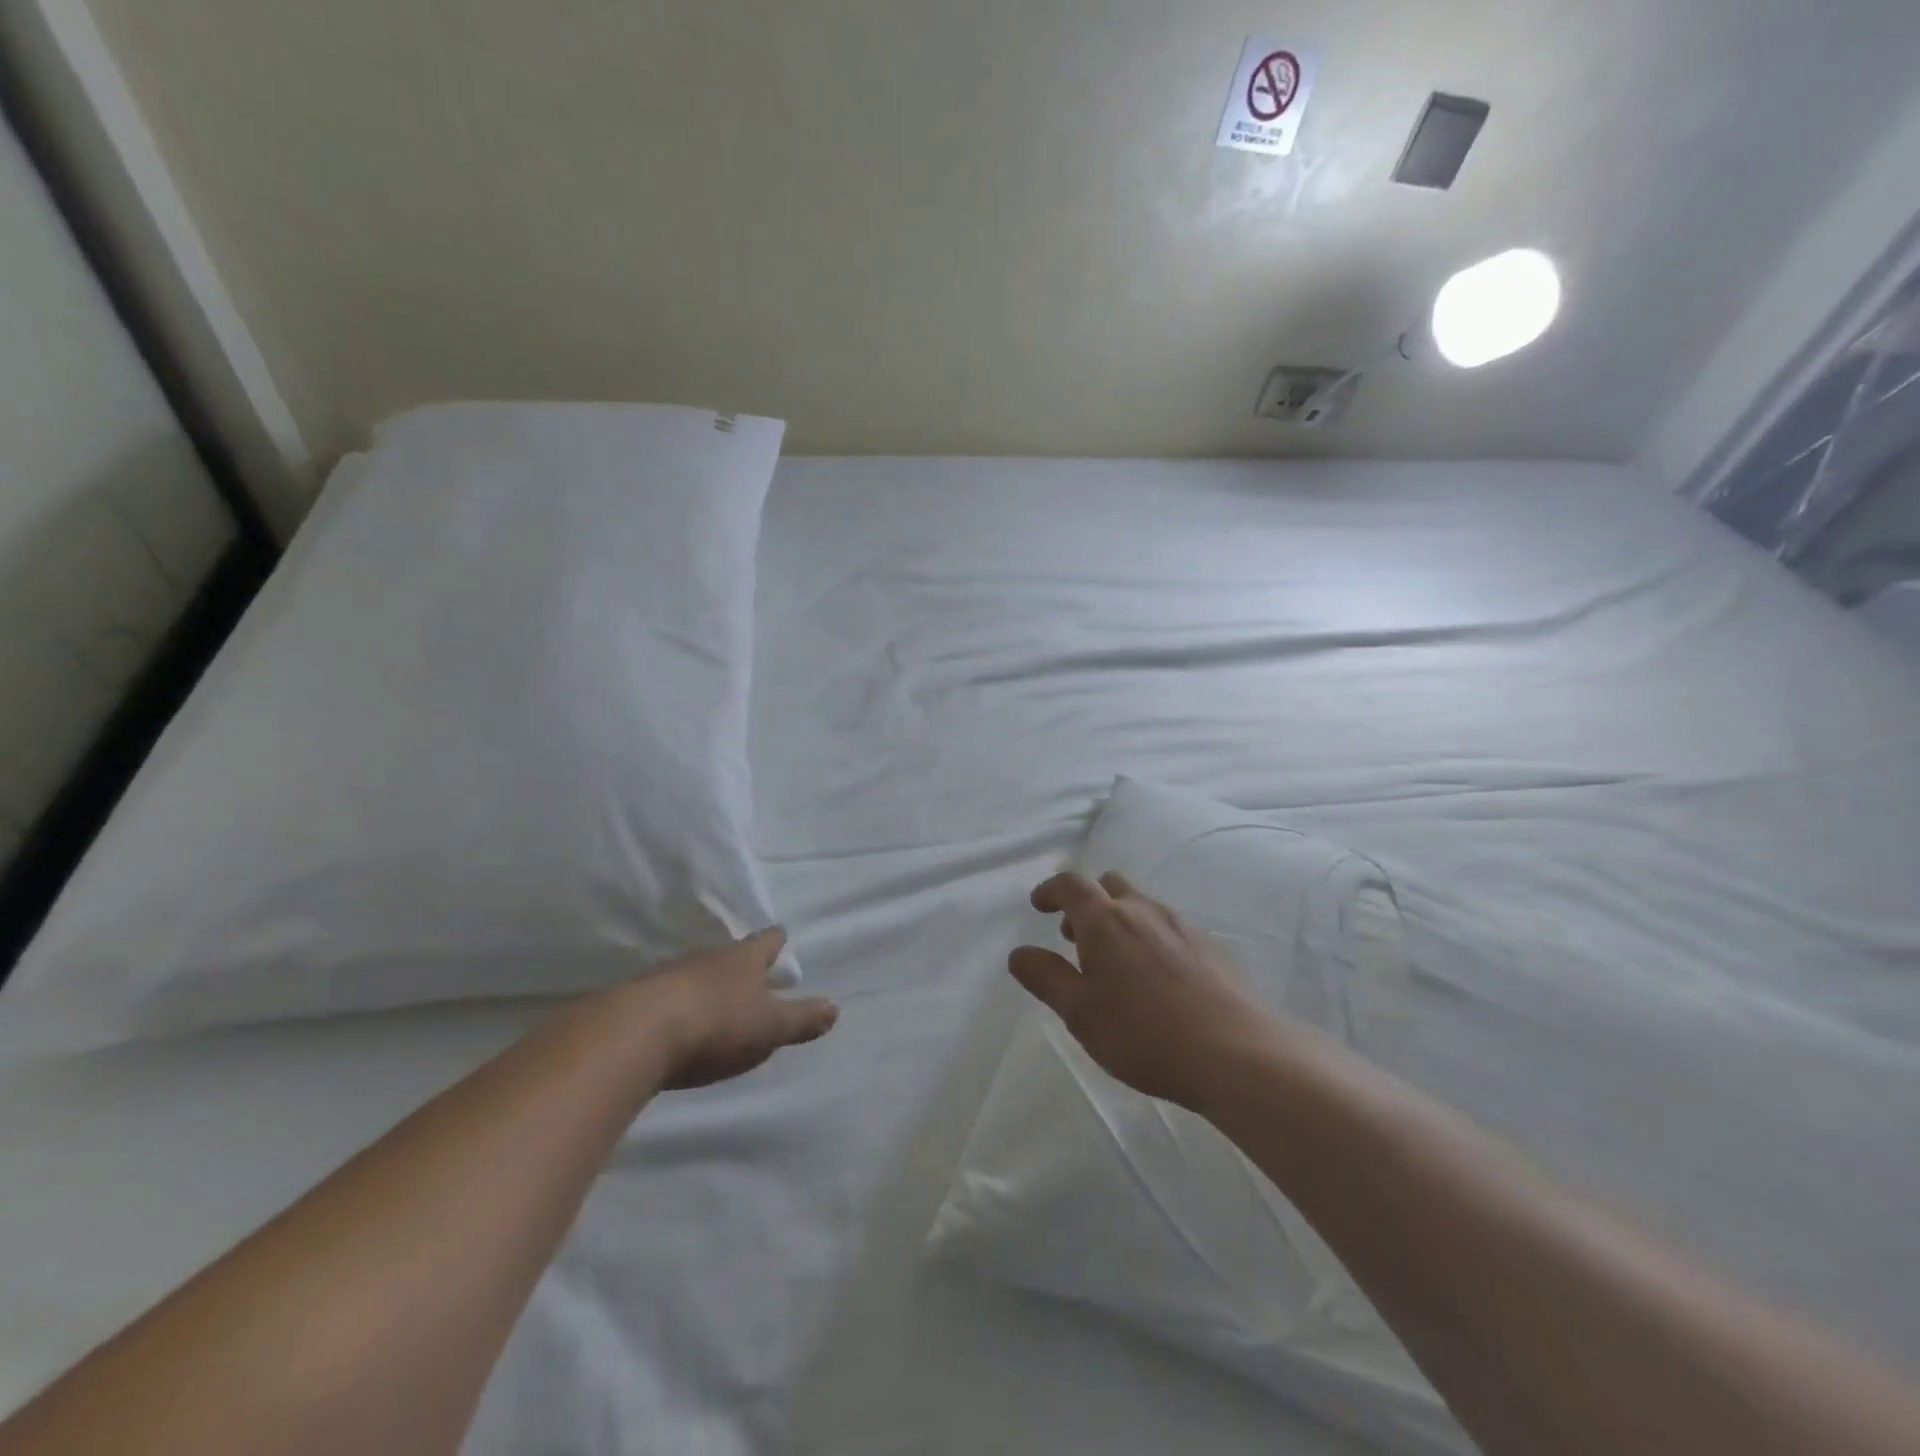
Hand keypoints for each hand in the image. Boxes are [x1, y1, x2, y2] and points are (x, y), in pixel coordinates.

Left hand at [638, 928, 838, 1089]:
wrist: (636, 1034)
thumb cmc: (717, 1023)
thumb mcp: (769, 1026)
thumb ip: (801, 1019)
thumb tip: (835, 1007)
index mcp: (743, 960)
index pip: (766, 941)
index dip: (775, 940)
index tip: (781, 936)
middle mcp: (707, 959)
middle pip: (729, 956)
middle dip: (740, 964)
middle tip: (750, 973)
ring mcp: (670, 976)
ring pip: (696, 974)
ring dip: (706, 985)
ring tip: (714, 999)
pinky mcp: (638, 1000)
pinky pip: (666, 997)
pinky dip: (676, 1005)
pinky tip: (676, 1022)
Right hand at [1009, 871, 1270, 1109]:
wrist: (1235, 1052)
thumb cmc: (1143, 1033)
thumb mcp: (1080, 1012)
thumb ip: (1046, 978)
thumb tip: (1019, 953)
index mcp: (1105, 920)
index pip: (1071, 885)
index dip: (1051, 890)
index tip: (1039, 904)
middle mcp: (1143, 910)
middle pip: (1109, 885)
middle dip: (1087, 903)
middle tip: (1074, 935)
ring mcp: (1181, 925)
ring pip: (1141, 905)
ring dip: (1119, 920)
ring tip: (1114, 961)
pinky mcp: (1209, 946)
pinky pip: (1168, 927)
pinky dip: (1149, 937)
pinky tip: (1155, 978)